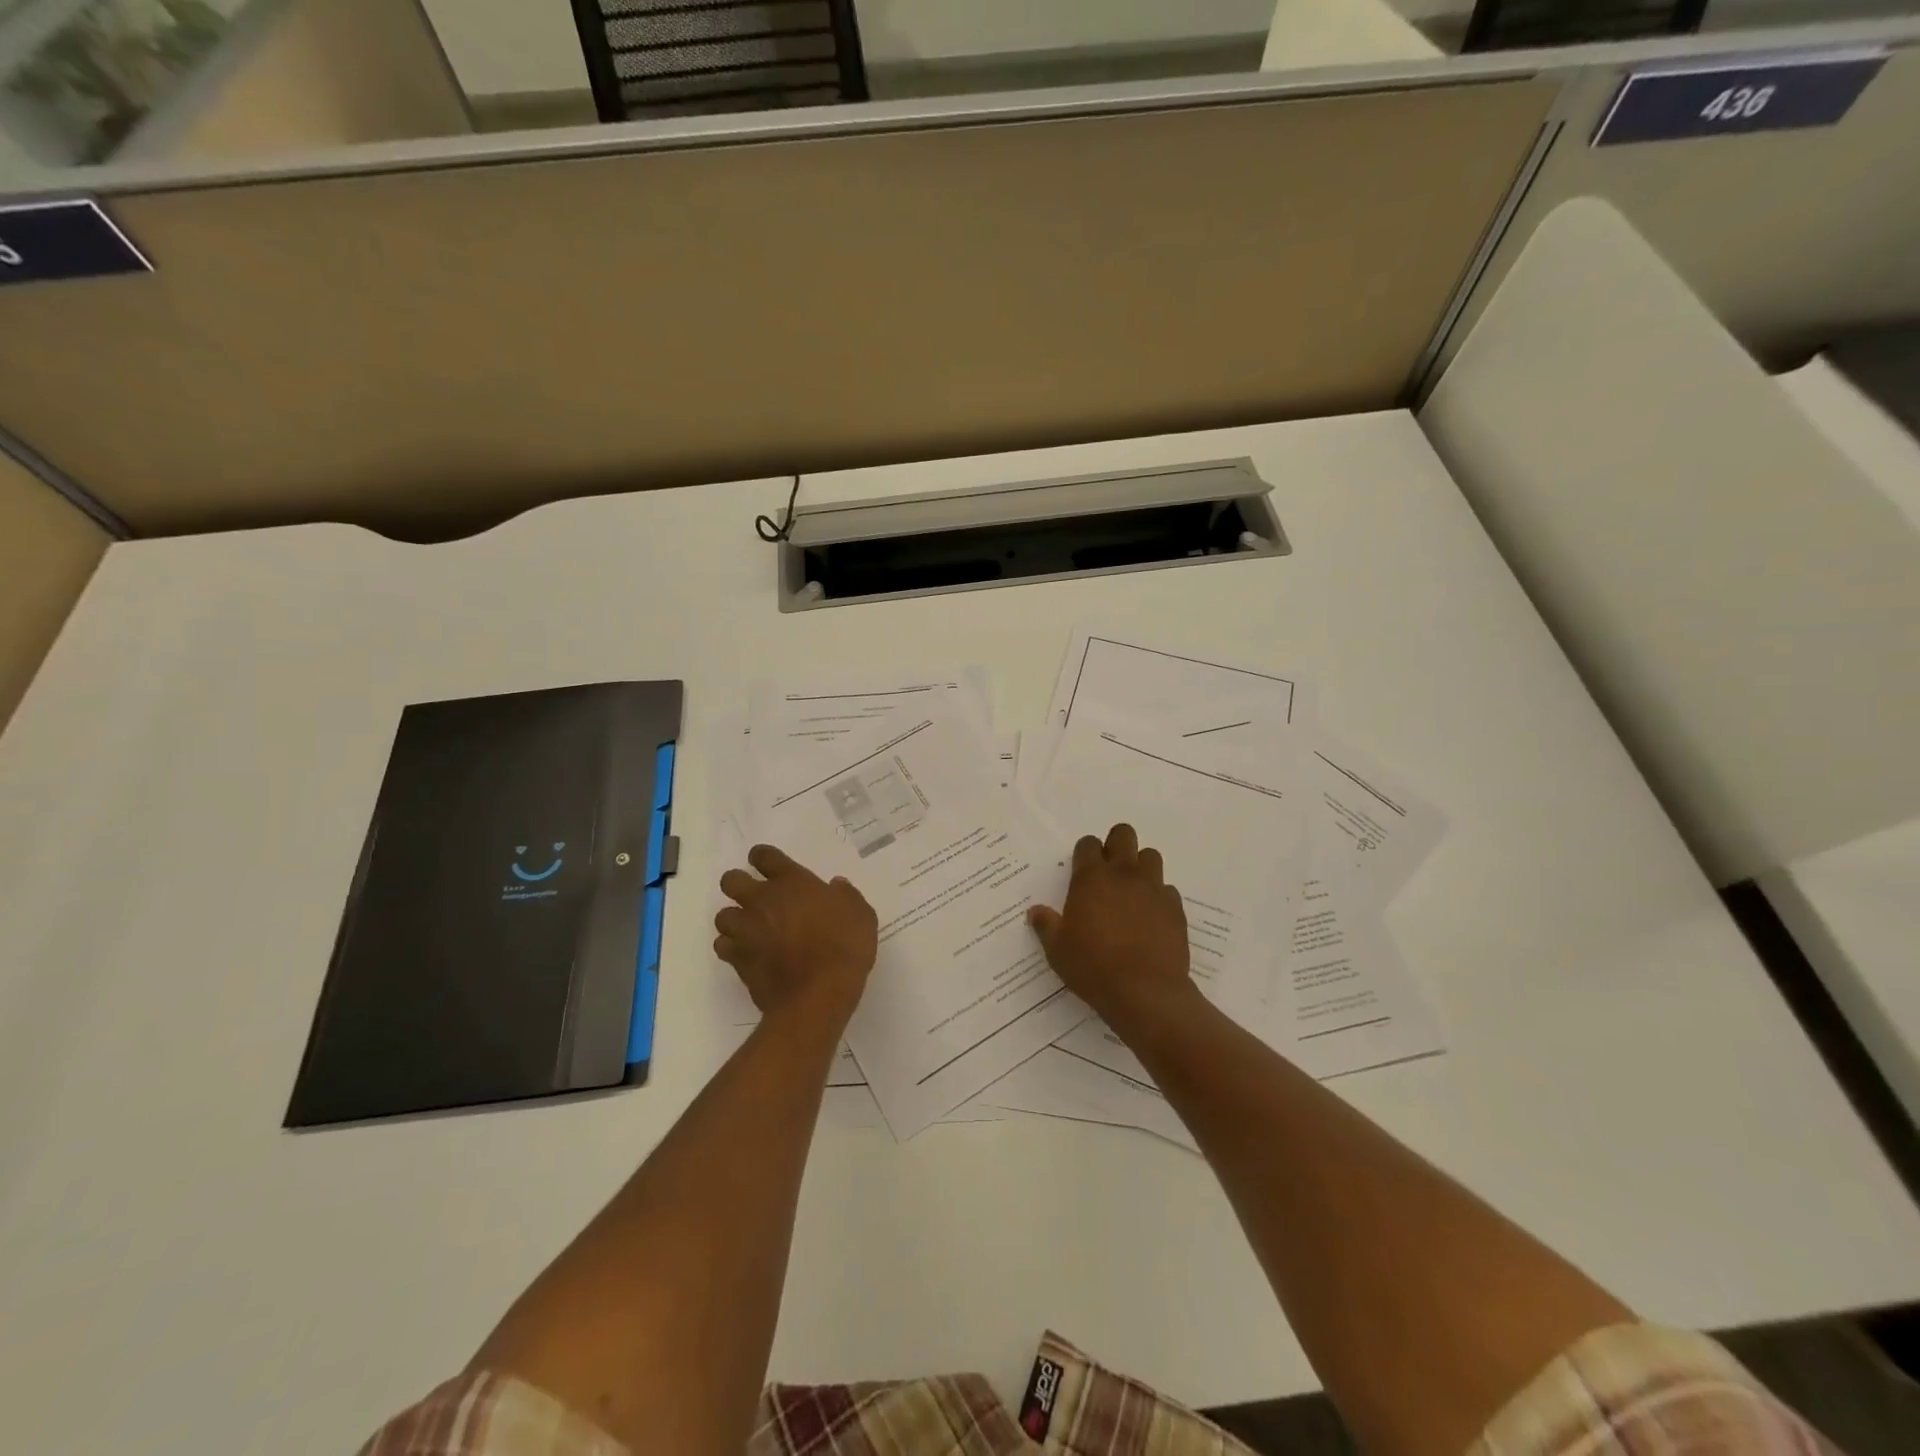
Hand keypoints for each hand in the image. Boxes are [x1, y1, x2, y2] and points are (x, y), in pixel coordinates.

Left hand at [715, 845, 877, 1029]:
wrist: (817, 996)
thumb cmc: (844, 948)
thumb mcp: (861, 915)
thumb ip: (846, 896)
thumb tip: (835, 886)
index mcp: (792, 882)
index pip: (764, 856)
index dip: (763, 857)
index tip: (767, 864)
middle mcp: (762, 900)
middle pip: (731, 880)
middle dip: (738, 885)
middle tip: (755, 897)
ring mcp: (746, 930)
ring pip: (723, 915)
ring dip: (734, 919)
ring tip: (750, 929)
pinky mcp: (737, 960)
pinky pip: (723, 946)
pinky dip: (731, 948)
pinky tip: (746, 954)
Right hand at [1027, 824, 1194, 1030]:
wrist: (1144, 991)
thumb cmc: (1093, 967)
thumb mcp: (1057, 950)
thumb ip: (1046, 925)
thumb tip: (1035, 912)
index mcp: (1091, 878)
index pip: (1088, 844)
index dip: (1085, 852)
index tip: (1082, 867)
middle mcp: (1123, 874)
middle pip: (1123, 835)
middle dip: (1116, 844)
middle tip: (1109, 868)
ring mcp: (1153, 888)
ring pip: (1151, 856)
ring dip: (1140, 866)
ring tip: (1132, 889)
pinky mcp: (1175, 908)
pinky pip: (1167, 889)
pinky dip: (1159, 896)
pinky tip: (1151, 917)